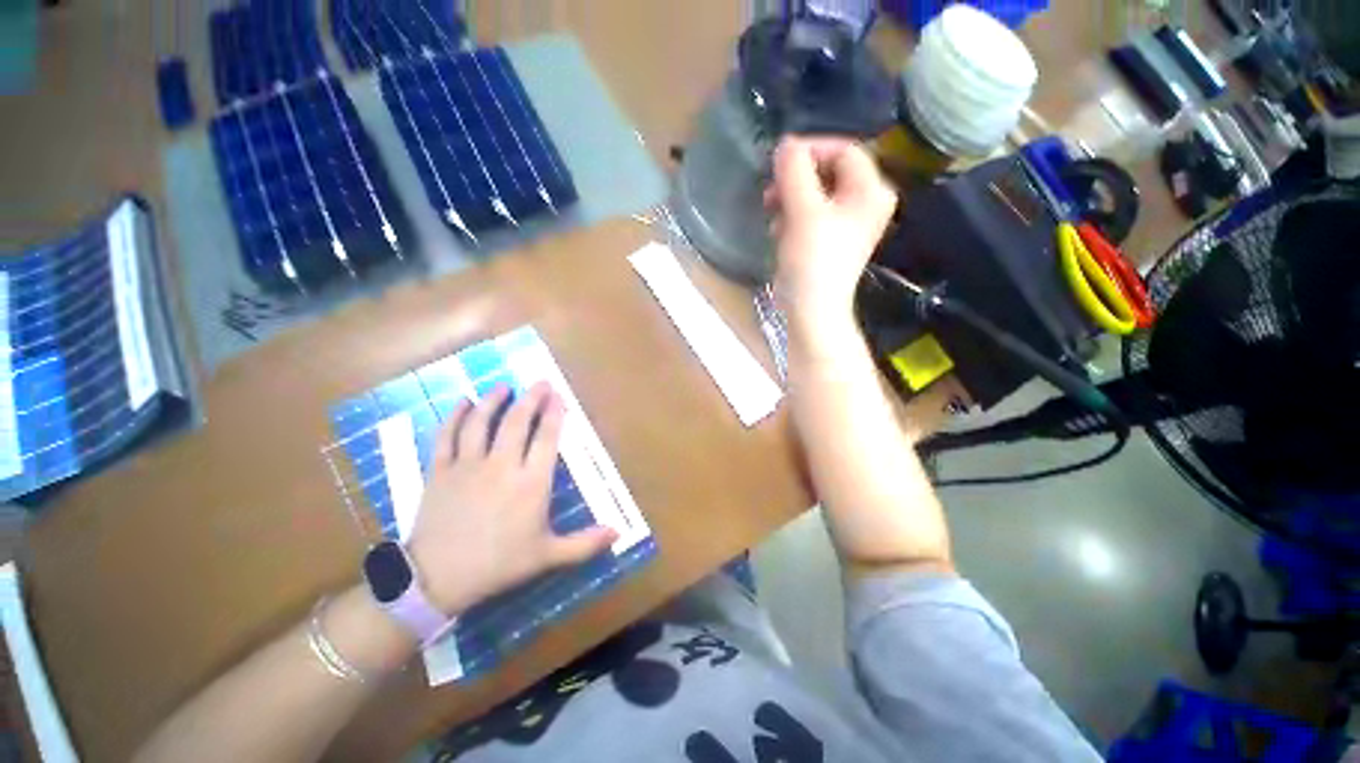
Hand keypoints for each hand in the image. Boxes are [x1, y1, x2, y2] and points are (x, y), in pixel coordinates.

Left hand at [406, 383, 616, 614]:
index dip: (555, 414)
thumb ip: (585, 543)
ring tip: (504, 387)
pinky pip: (447, 435)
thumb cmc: (499, 565)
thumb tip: (619, 533)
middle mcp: (502, 466)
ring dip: (493, 400)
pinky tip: (462, 401)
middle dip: (531, 398)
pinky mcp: (439, 470)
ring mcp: (468, 465)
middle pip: (518, 422)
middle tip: (540, 383)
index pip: (547, 438)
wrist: (437, 580)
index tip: (559, 397)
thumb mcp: (547, 556)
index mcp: (531, 483)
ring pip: (482, 422)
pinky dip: (455, 416)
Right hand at [765, 137, 897, 334]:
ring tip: (771, 213)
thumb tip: (785, 144)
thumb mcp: (803, 210)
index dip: (811, 150)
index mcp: (871, 191)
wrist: (811, 309)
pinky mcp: (829, 241)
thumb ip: (794, 171)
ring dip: (790, 199)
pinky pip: (810, 214)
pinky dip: (792, 217)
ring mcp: (847, 224)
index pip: (844, 150)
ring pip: (816, 193)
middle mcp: (864, 203)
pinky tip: (778, 231)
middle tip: (771, 191)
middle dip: (796, 179)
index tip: (780, 164)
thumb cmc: (813, 259)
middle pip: (829, 171)